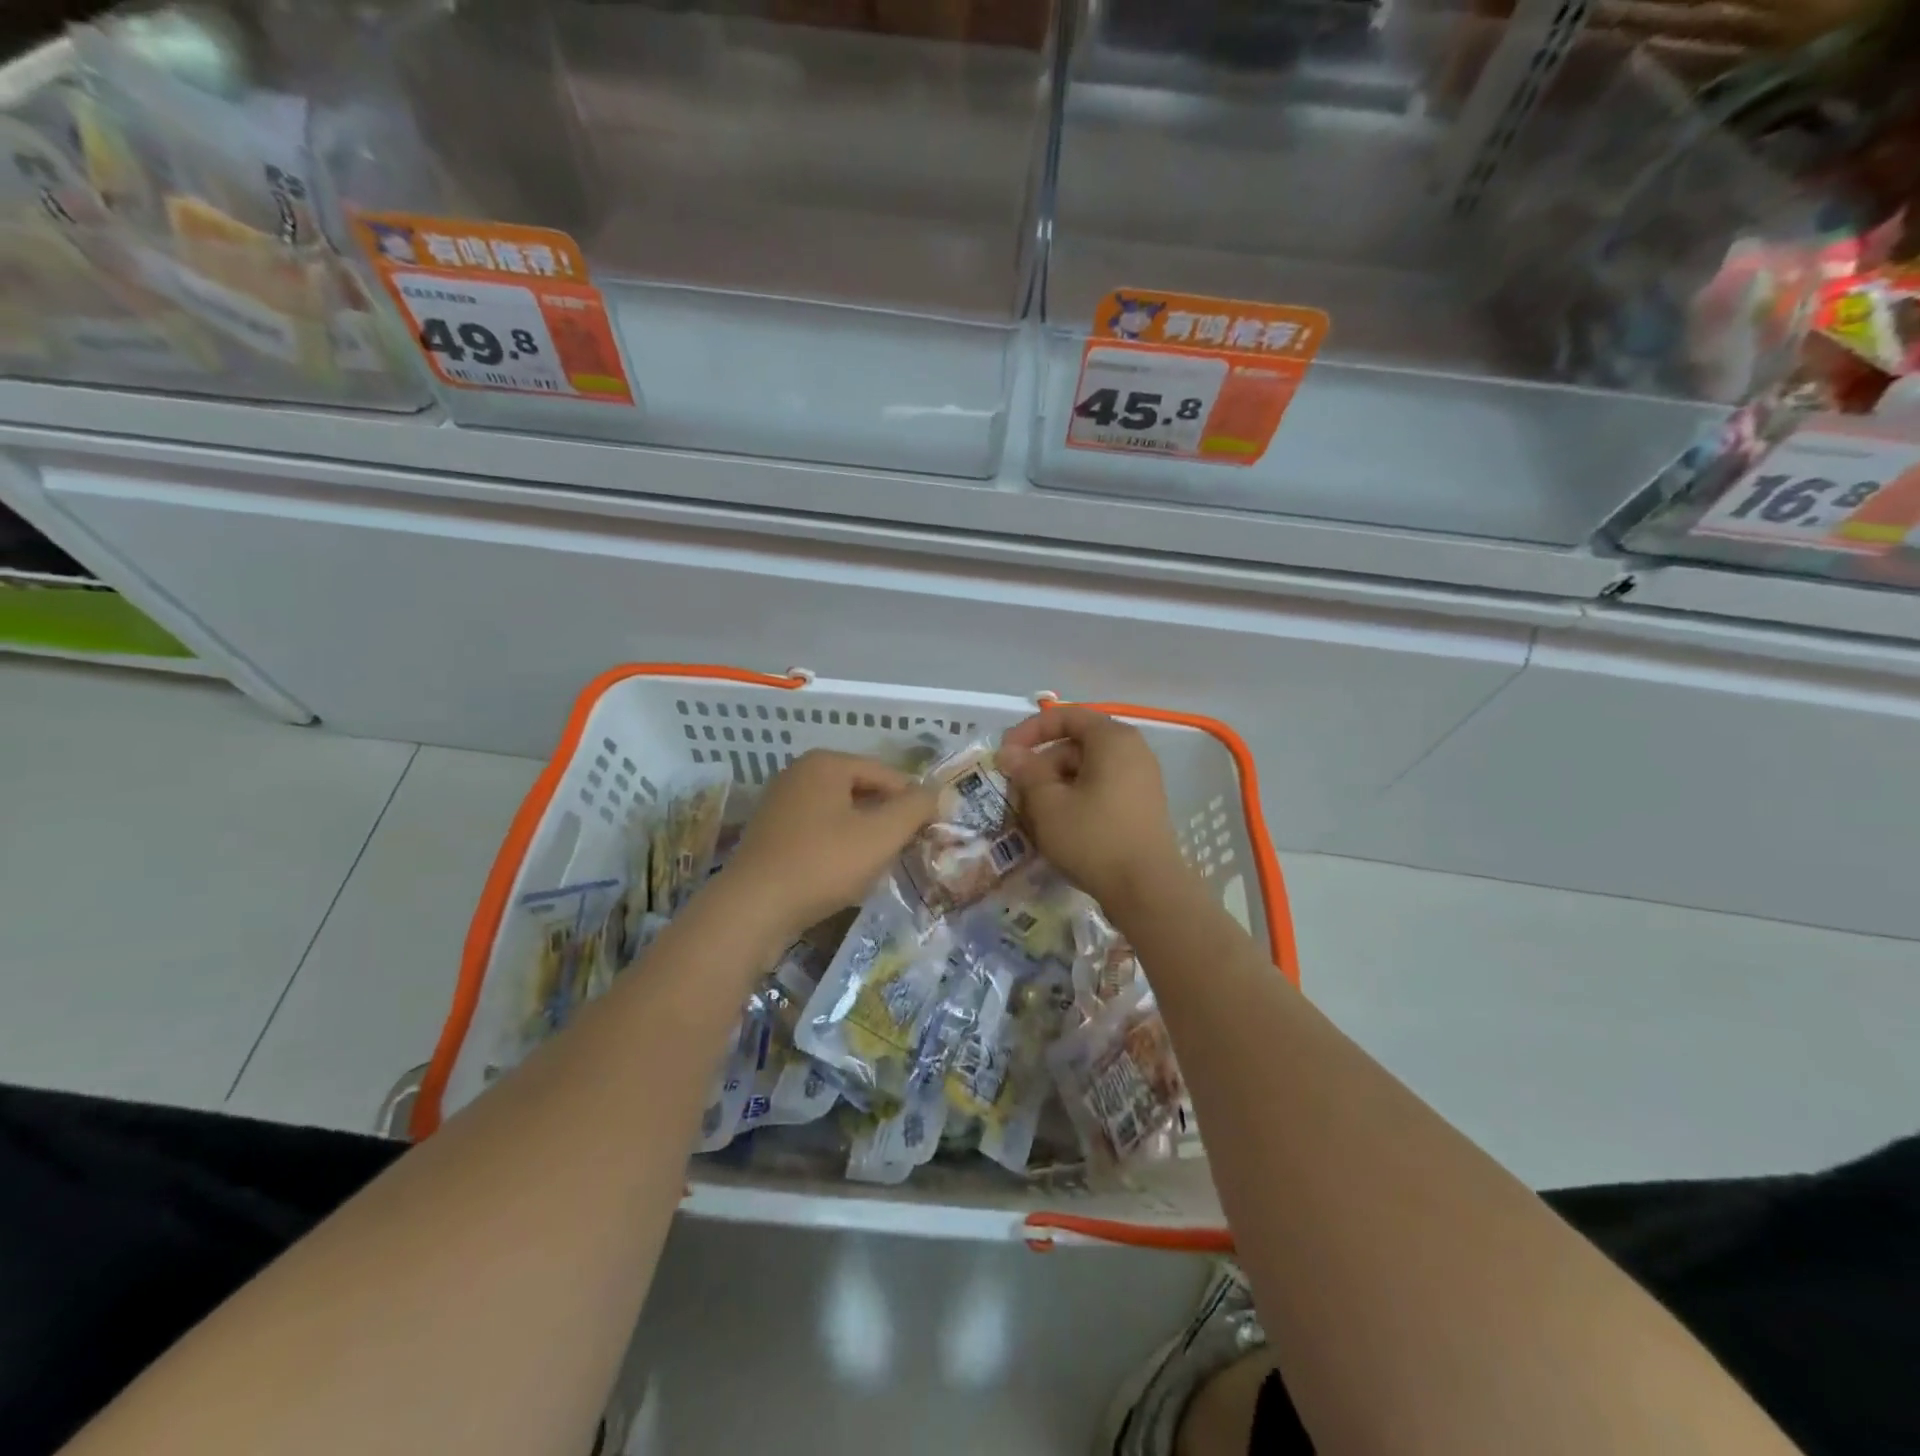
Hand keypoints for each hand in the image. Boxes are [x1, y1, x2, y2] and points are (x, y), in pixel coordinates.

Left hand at [718, 750, 936, 942]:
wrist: (752, 908)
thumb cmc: (823, 863)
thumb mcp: (881, 835)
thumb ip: (915, 808)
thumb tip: (936, 792)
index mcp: (826, 763)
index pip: (888, 774)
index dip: (914, 802)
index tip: (930, 833)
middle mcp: (800, 774)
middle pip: (863, 792)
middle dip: (887, 820)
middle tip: (906, 850)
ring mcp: (780, 804)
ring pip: (840, 814)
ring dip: (863, 836)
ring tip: (878, 865)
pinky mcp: (770, 834)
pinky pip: (818, 832)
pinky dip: (837, 848)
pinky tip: (844, 875)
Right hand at [997, 706, 1185, 912]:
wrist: (1147, 890)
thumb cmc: (1094, 838)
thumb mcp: (1049, 804)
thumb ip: (1026, 771)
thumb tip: (1009, 752)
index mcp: (1112, 739)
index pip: (1066, 716)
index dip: (1030, 731)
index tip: (1005, 754)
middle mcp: (1132, 751)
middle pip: (1075, 745)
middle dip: (1041, 766)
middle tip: (1015, 793)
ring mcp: (1140, 780)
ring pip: (1086, 771)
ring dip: (1055, 787)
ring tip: (1032, 816)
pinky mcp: (1141, 807)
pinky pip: (1101, 790)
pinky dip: (1075, 800)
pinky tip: (1058, 828)